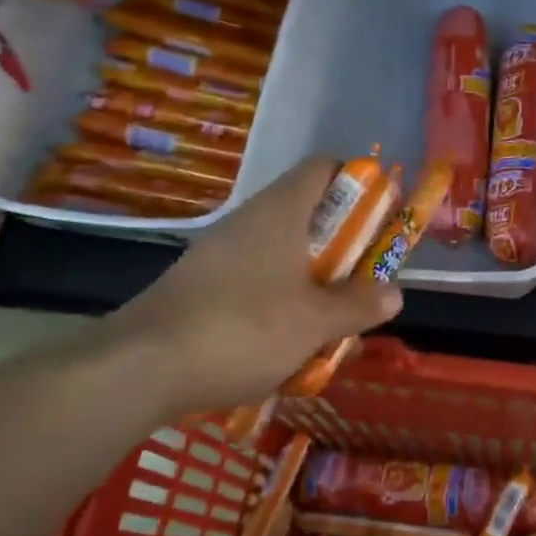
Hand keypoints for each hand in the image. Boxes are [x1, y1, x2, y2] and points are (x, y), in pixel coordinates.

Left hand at [103, 157, 402, 416]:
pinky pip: (257, 283)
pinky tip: (287, 349)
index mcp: (281, 212)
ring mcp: (222, 254)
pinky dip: (281, 305)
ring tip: (332, 329)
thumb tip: (395, 292)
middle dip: (345, 251)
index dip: (359, 185)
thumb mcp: (315, 322)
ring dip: (315, 286)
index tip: (382, 221)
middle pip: (310, 216)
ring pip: (285, 256)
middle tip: (365, 286)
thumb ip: (359, 305)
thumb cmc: (243, 328)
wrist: (140, 367)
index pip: (325, 169)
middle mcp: (250, 222)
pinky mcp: (203, 286)